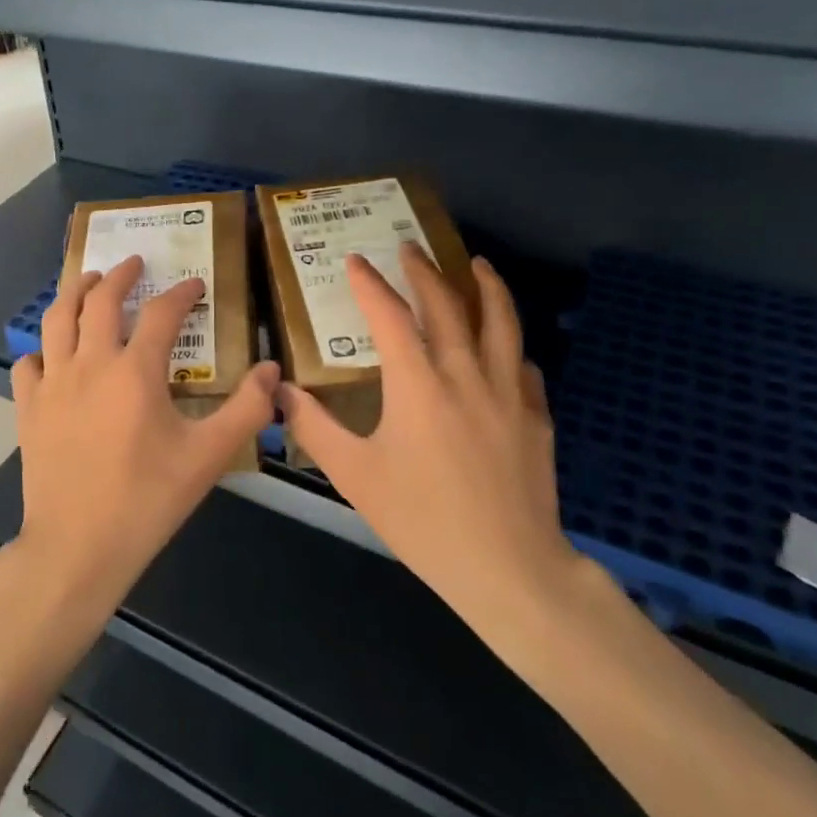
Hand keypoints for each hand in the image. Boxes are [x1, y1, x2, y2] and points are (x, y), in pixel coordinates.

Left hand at [4, 255, 280, 622]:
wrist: (77, 547)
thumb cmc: (147, 500)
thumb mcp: (208, 457)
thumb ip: (245, 410)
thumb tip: (272, 371)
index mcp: (135, 372)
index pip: (162, 313)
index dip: (182, 293)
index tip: (195, 284)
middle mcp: (90, 364)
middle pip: (101, 300)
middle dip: (119, 275)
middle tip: (132, 263)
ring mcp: (52, 384)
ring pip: (57, 319)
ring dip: (74, 292)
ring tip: (87, 282)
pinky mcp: (28, 408)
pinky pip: (28, 363)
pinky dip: (41, 350)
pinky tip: (52, 355)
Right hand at [279, 242, 586, 646]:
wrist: (508, 569)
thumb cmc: (422, 520)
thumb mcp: (355, 475)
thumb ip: (315, 427)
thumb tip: (280, 391)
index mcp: (418, 384)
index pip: (390, 316)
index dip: (370, 284)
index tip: (356, 261)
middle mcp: (465, 374)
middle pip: (448, 306)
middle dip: (425, 271)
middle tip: (410, 247)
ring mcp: (508, 393)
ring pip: (501, 323)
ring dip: (486, 287)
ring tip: (476, 264)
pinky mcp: (536, 417)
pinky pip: (523, 365)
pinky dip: (508, 344)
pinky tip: (503, 346)